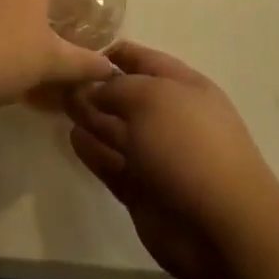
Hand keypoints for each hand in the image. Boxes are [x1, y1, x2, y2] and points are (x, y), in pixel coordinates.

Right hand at [65, 43, 278, 278]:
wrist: (221, 225)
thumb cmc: (188, 146)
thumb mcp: (151, 99)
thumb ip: (117, 88)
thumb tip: (93, 87)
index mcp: (183, 87)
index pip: (143, 60)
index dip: (112, 54)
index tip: (76, 52)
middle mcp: (170, 117)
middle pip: (127, 96)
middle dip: (95, 87)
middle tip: (57, 81)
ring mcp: (156, 156)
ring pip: (117, 130)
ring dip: (91, 117)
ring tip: (58, 105)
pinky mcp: (142, 191)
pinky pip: (113, 163)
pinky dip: (93, 151)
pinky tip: (73, 137)